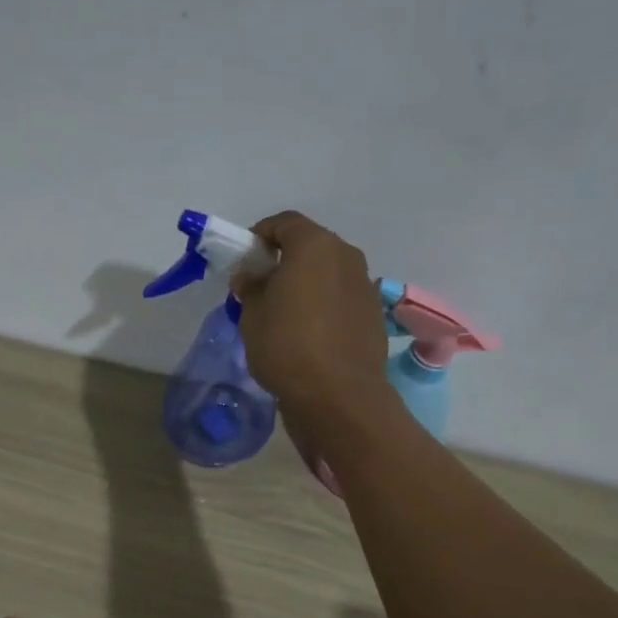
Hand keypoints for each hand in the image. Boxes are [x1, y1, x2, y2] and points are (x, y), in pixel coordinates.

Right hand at [232, 212, 389, 426]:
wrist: (339, 395)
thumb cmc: (287, 346)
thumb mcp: (252, 315)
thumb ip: (250, 287)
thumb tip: (251, 276)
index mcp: (314, 245)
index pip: (284, 223)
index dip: (260, 235)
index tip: (244, 258)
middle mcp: (346, 256)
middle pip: (310, 246)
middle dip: (285, 259)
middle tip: (262, 285)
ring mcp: (365, 285)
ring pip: (328, 273)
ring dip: (307, 283)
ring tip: (285, 312)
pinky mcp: (373, 315)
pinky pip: (341, 298)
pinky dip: (324, 305)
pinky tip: (309, 332)